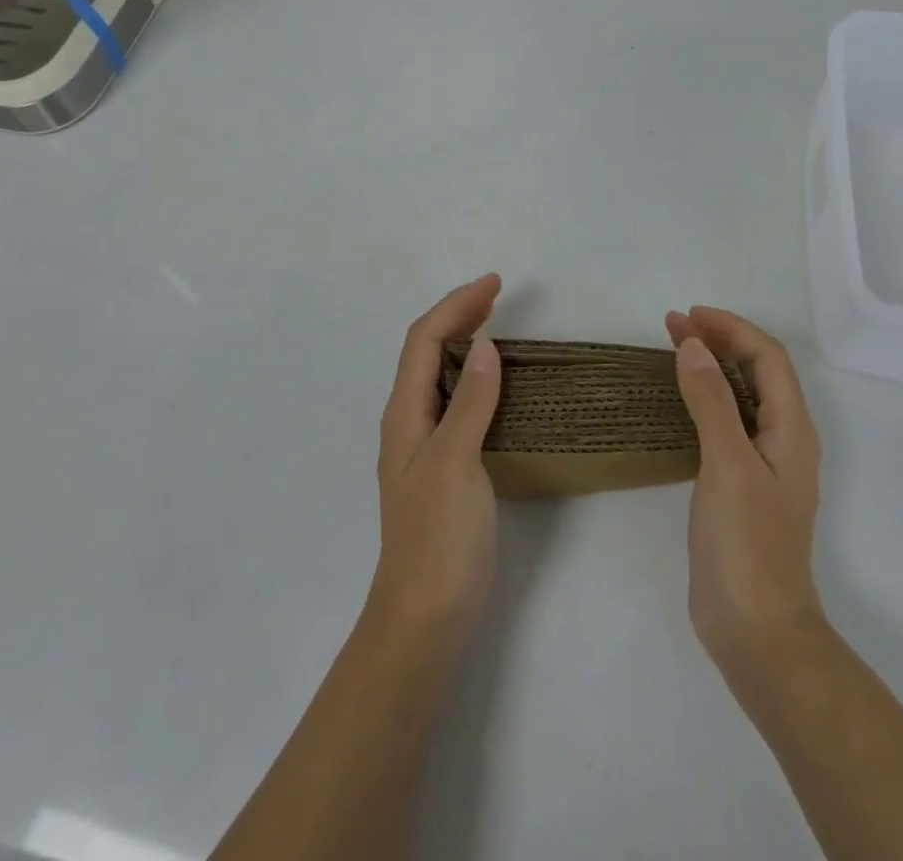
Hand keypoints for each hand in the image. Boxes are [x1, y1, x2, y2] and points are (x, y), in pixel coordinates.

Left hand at [367, 274, 503, 651]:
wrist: (425, 619)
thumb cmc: (439, 539)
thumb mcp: (456, 463)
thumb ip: (469, 403)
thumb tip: (485, 345)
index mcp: (405, 414)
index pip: (424, 340)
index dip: (456, 305)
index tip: (494, 284)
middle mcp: (408, 422)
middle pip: (426, 351)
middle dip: (458, 315)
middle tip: (497, 295)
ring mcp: (423, 446)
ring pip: (438, 375)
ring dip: (464, 342)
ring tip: (496, 326)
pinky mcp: (442, 467)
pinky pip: (453, 402)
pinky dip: (473, 377)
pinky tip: (494, 385)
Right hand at [666, 306, 825, 674]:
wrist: (756, 632)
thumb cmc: (747, 544)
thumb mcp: (728, 464)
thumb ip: (712, 401)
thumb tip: (692, 345)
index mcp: (792, 429)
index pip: (768, 358)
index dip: (731, 329)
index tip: (688, 315)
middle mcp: (784, 440)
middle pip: (757, 372)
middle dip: (719, 341)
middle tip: (673, 325)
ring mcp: (764, 465)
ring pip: (742, 396)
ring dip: (712, 366)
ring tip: (674, 350)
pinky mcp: (742, 486)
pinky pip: (728, 423)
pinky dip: (706, 398)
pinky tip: (682, 402)